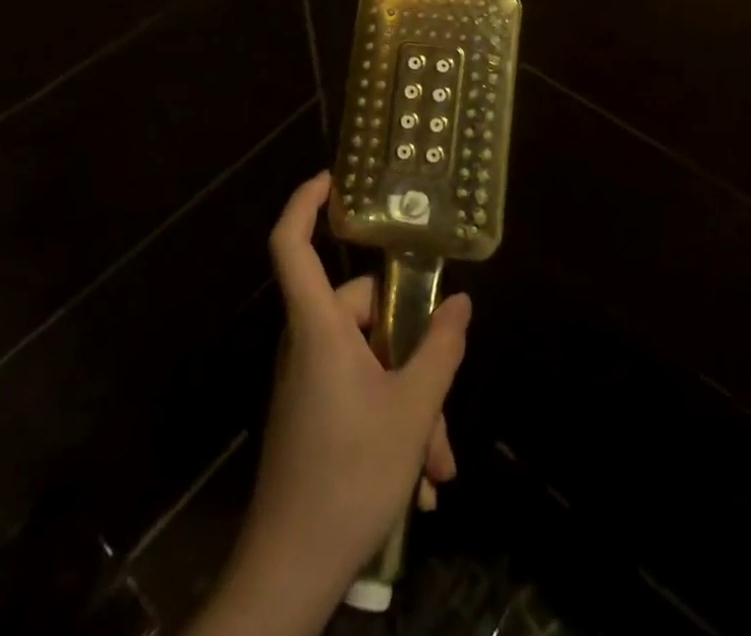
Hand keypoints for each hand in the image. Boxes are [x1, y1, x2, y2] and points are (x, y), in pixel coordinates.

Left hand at [193, 171, 470, 635]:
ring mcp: (308, 381)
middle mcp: (308, 344)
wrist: (291, 573)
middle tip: (444, 404)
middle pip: (362, 313)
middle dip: (412, 352)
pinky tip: (420, 481)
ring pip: (370, 362)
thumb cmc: (350, 474)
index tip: (334, 178)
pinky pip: (360, 394)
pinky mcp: (313, 414)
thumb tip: (460, 304)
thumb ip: (440, 349)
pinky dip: (392, 423)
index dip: (305, 203)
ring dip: (410, 402)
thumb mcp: (412, 410)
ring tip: (438, 463)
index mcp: (318, 327)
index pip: (291, 244)